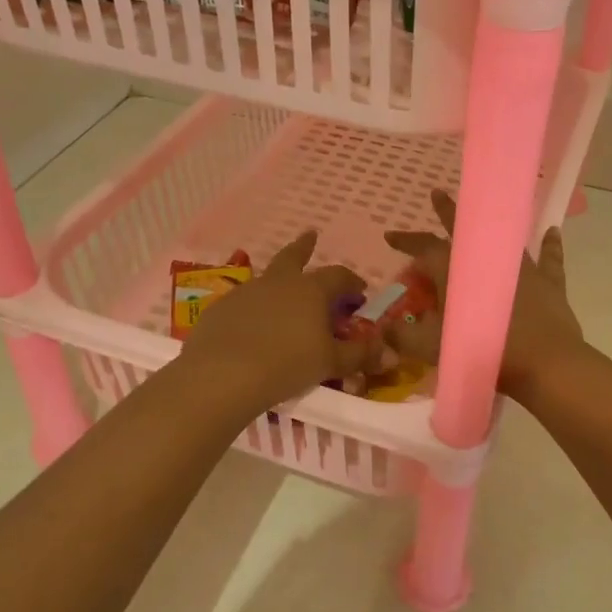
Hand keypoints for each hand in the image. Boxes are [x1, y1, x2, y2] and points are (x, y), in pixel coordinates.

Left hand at [180, 232, 374, 409]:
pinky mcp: (221, 308)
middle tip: (310, 236)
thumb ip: (360, 355)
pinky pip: (244, 303)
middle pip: (294, 256)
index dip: (352, 282)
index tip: (360, 292)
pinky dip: (253, 309)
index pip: (339, 276)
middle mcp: (279, 282)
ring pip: (267, 279)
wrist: (223, 375)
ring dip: (278, 283)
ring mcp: (246, 292)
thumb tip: (391, 353)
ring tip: (283, 298)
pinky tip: (252, 328)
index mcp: (311, 289)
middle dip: (304, 247)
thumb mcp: (331, 363)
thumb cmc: (288, 364)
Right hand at [384, 189, 584, 400]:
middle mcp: (488, 257)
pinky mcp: (548, 281)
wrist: (542, 363)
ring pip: (503, 237)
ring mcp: (521, 266)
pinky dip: (550, 245)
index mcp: (455, 269)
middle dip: (447, 211)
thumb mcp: (432, 347)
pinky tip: (552, 231)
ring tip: (484, 213)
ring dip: (491, 225)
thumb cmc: (482, 350)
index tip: (390, 236)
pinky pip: (549, 258)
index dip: (406, 241)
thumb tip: (385, 328)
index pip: (423, 248)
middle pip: (464, 229)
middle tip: (437, 194)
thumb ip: (404, 335)